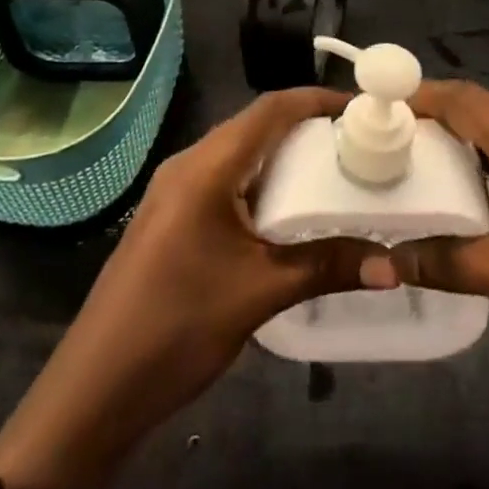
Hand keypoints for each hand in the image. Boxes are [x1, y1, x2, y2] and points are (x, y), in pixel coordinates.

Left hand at [0, 88, 392, 488]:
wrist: (95, 388)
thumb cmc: (177, 327)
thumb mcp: (260, 292)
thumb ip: (327, 266)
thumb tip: (394, 265)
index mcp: (206, 167)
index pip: (270, 109)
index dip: (317, 100)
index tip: (363, 107)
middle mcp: (188, 164)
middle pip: (255, 125)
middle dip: (306, 126)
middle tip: (357, 142)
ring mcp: (175, 191)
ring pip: (239, 152)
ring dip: (284, 154)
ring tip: (333, 170)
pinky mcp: (171, 217)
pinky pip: (225, 178)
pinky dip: (262, 180)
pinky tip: (288, 210)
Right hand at [390, 81, 488, 381]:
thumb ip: (452, 264)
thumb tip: (382, 261)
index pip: (467, 101)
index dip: (420, 94)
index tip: (375, 100)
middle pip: (478, 112)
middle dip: (430, 114)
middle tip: (380, 134)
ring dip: (454, 140)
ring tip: (407, 160)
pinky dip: (478, 167)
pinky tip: (458, 198)